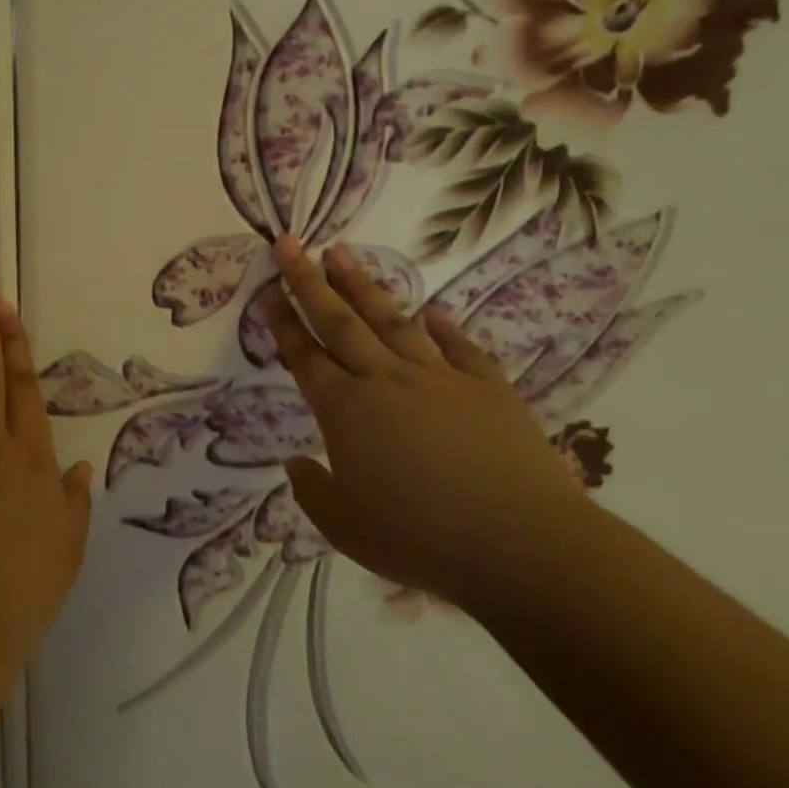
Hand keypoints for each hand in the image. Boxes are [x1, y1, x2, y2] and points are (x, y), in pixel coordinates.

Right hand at [263, 236, 585, 606]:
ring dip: (363, 285)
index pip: (305, 356)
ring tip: (342, 252)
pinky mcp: (487, 386)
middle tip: (290, 243)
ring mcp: (439, 378)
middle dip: (309, 281)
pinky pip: (459, 346)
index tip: (267, 290)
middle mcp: (386, 381)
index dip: (283, 322)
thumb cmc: (421, 540)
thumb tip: (295, 462)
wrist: (521, 544)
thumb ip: (313, 492)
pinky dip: (443, 326)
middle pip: (339, 322)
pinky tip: (431, 310)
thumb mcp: (346, 529)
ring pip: (391, 320)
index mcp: (346, 411)